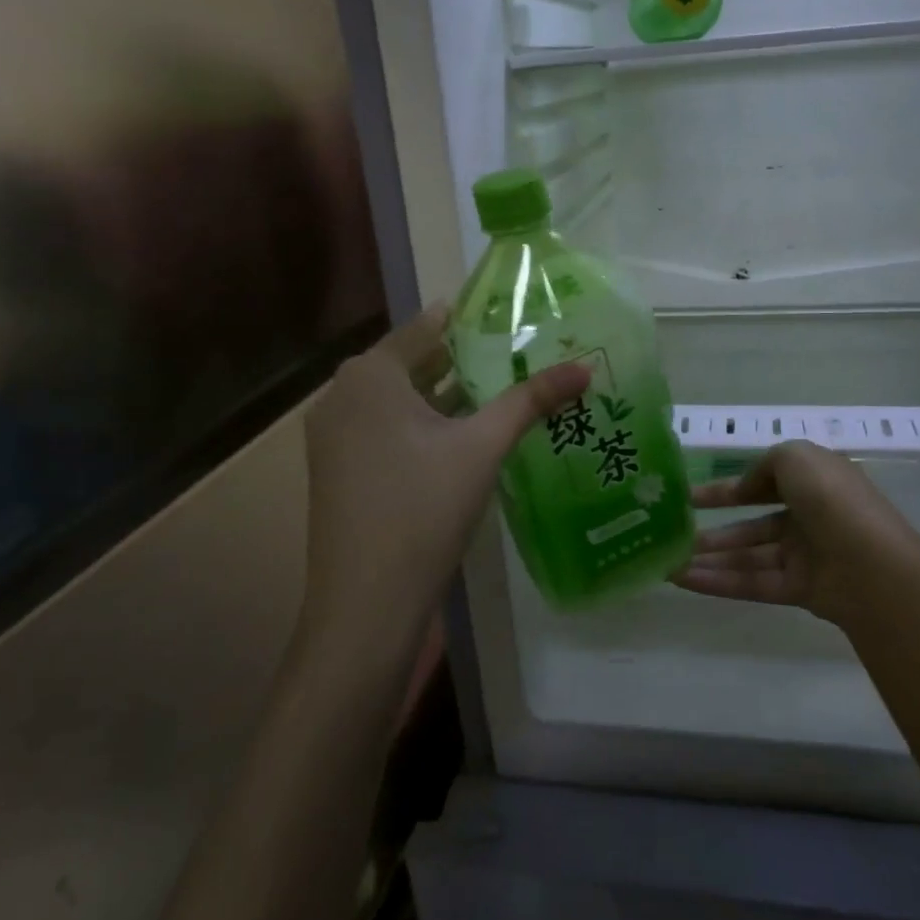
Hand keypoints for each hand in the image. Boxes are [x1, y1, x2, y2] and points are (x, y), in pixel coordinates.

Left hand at [301, 303, 588, 662]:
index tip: (509, 316)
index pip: (424, 328)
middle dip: (462, 360)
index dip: (467, 321)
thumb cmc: (423, 508)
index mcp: (369, 375)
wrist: (367, 602)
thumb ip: (530, 401)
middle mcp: (342, 396)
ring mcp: (334, 436)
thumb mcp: (482, 447)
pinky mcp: (340, 471)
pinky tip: (463, 437)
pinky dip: (423, 425)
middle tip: (516, 354)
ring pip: (398, 400)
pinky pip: (386, 430)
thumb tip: (585, 367)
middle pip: (411, 364)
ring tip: (500, 390)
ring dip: (444, 396)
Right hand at [670, 440, 919, 629]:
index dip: (727, 489)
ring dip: (709, 558)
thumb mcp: (796, 457)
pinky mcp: (799, 590)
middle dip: (714, 529)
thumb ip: (765, 464)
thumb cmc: (832, 500)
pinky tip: (682, 579)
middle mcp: (809, 518)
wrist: (872, 566)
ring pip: (748, 556)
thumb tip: (747, 487)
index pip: (763, 483)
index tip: (689, 496)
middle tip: (674, 534)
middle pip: (752, 525)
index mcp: (814, 483)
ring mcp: (804, 556)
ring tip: (668, 561)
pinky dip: (717, 581)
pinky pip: (752, 582)